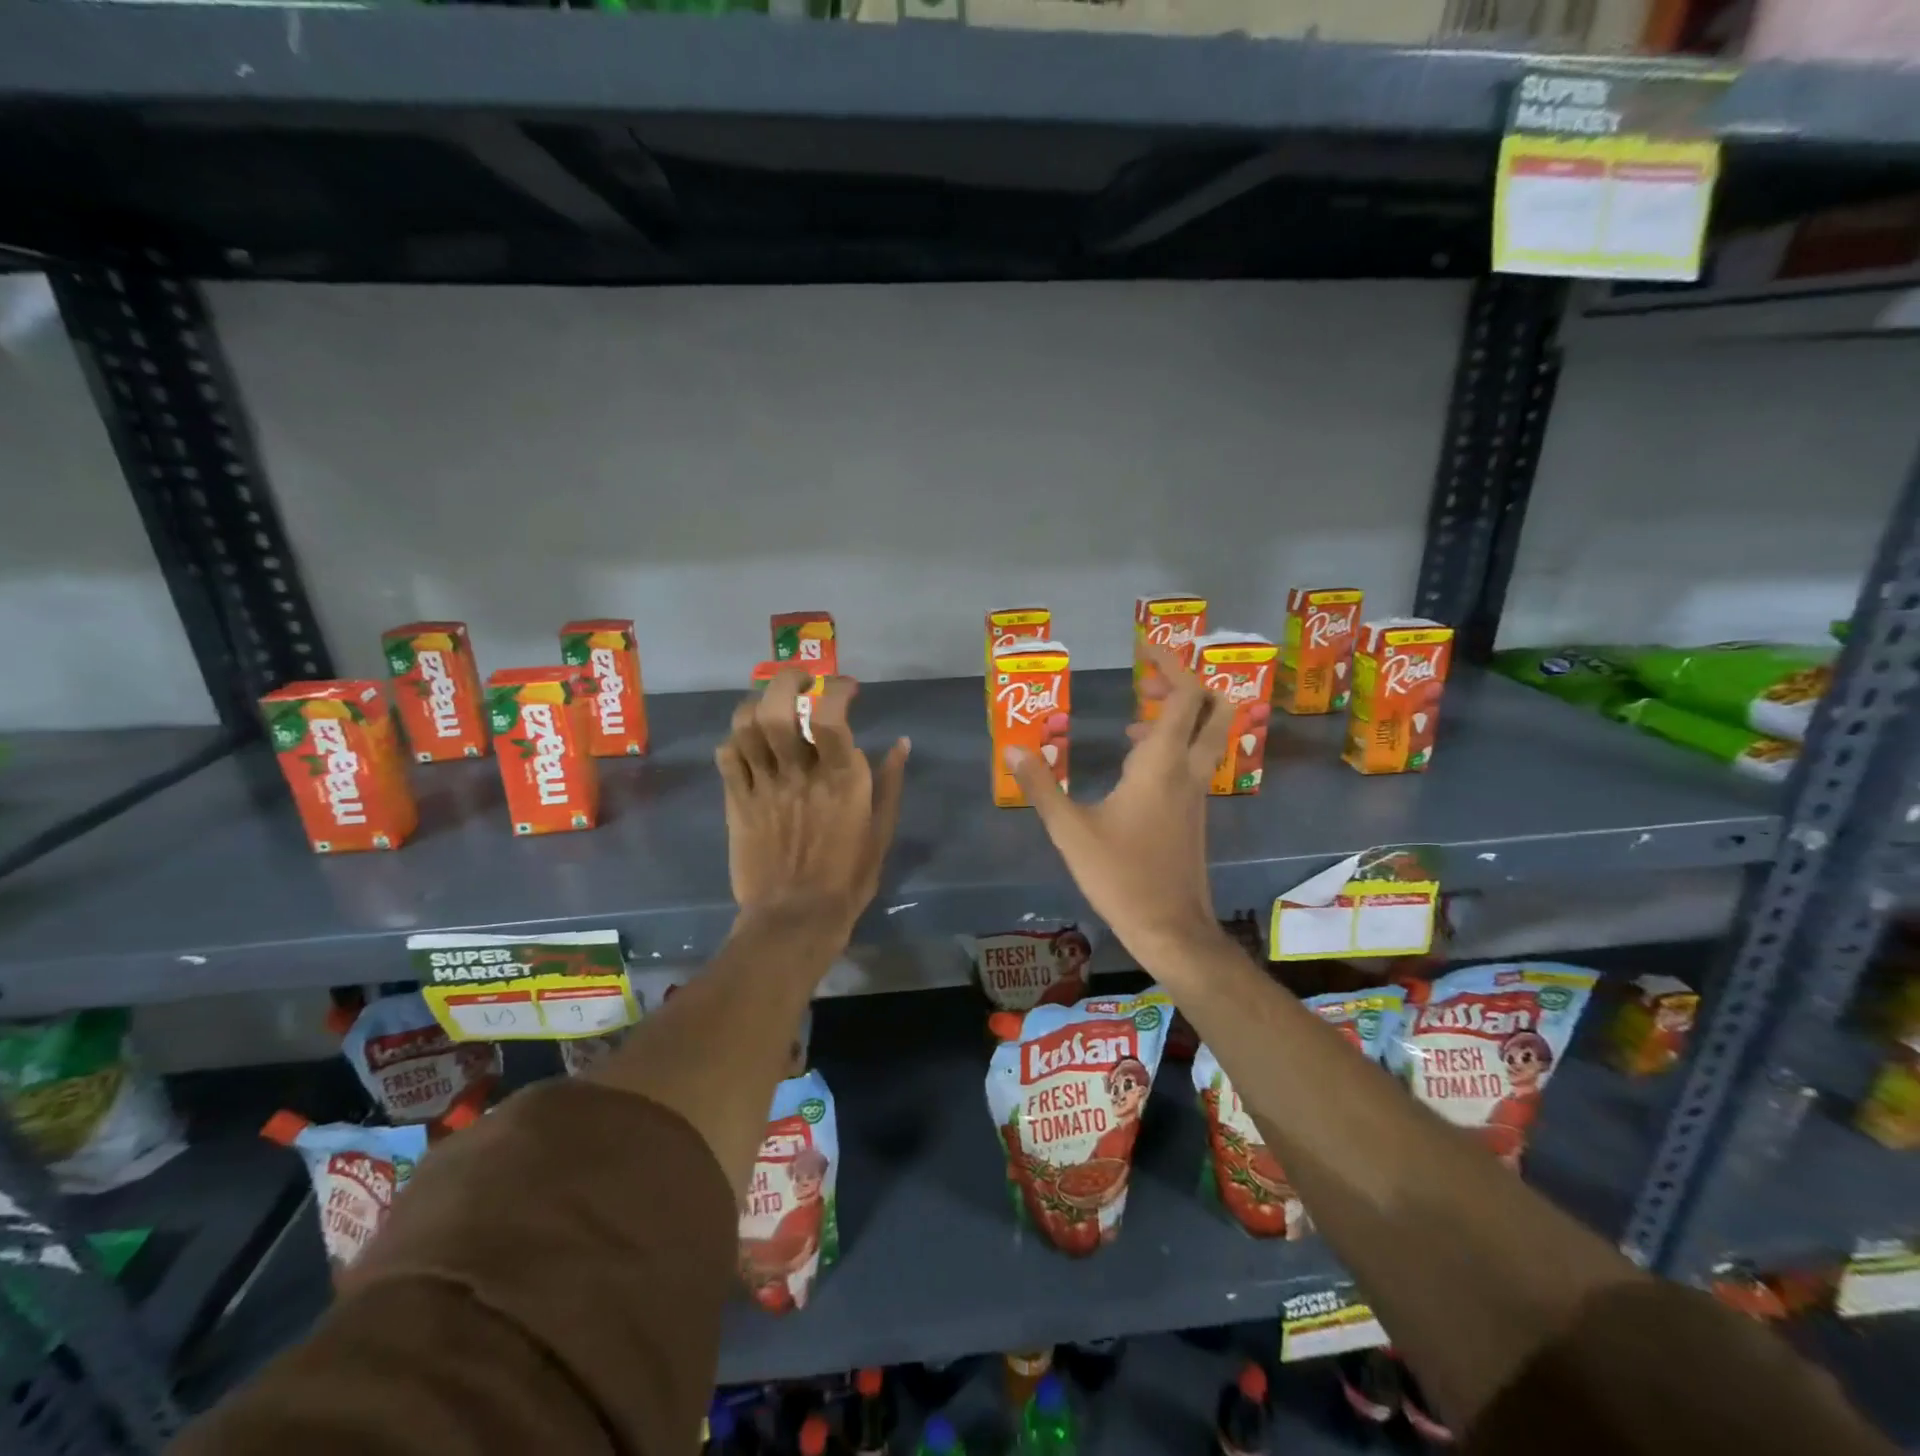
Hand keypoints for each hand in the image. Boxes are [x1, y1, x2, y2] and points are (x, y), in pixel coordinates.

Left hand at [716, 666, 910, 941]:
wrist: (794, 919)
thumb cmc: (847, 878)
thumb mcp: (882, 831)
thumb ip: (891, 783)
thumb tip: (901, 743)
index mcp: (840, 780)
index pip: (832, 715)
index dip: (838, 689)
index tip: (847, 687)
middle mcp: (799, 774)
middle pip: (779, 709)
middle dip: (787, 681)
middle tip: (802, 680)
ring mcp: (763, 786)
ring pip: (746, 725)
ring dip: (757, 703)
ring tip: (770, 703)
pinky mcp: (737, 802)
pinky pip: (727, 756)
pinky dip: (735, 739)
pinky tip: (749, 742)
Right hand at [1004, 646, 1231, 965]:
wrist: (1171, 928)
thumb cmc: (1120, 876)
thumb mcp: (1070, 831)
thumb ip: (1041, 786)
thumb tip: (1013, 749)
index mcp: (1160, 765)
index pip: (1183, 696)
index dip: (1169, 664)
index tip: (1143, 649)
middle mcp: (1187, 770)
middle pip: (1214, 708)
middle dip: (1185, 683)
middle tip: (1145, 682)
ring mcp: (1196, 793)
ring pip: (1207, 736)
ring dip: (1178, 716)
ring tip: (1132, 720)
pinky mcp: (1195, 813)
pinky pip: (1194, 761)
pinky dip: (1173, 746)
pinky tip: (1134, 767)